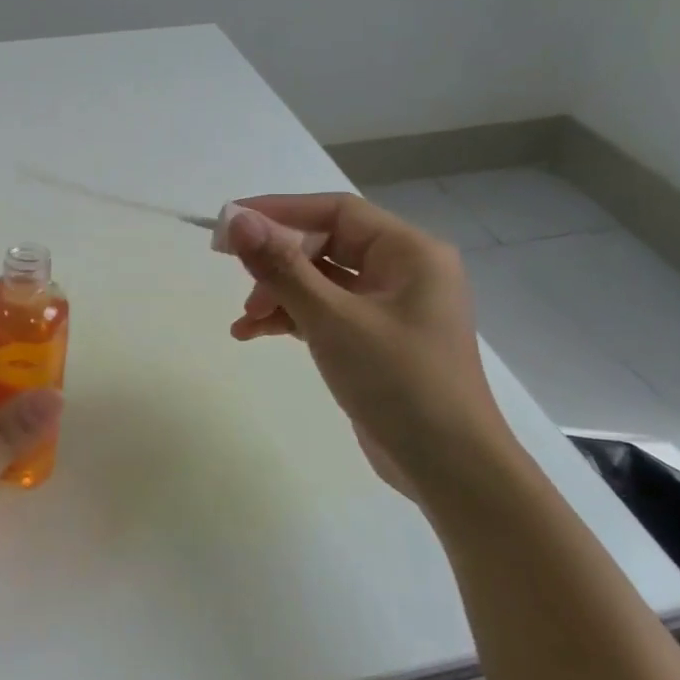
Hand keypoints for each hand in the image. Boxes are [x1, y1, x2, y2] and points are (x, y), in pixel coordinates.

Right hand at [223, 194, 515, 494]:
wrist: (448, 467)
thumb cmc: (398, 381)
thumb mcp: (333, 319)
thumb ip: (282, 268)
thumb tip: (237, 221)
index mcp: (409, 252)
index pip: (335, 212)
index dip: (280, 211)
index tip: (231, 222)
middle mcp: (403, 271)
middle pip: (325, 246)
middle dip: (276, 264)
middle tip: (236, 278)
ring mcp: (389, 308)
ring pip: (320, 282)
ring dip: (278, 295)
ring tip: (245, 321)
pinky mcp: (374, 340)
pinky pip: (325, 313)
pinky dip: (291, 319)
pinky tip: (254, 334)